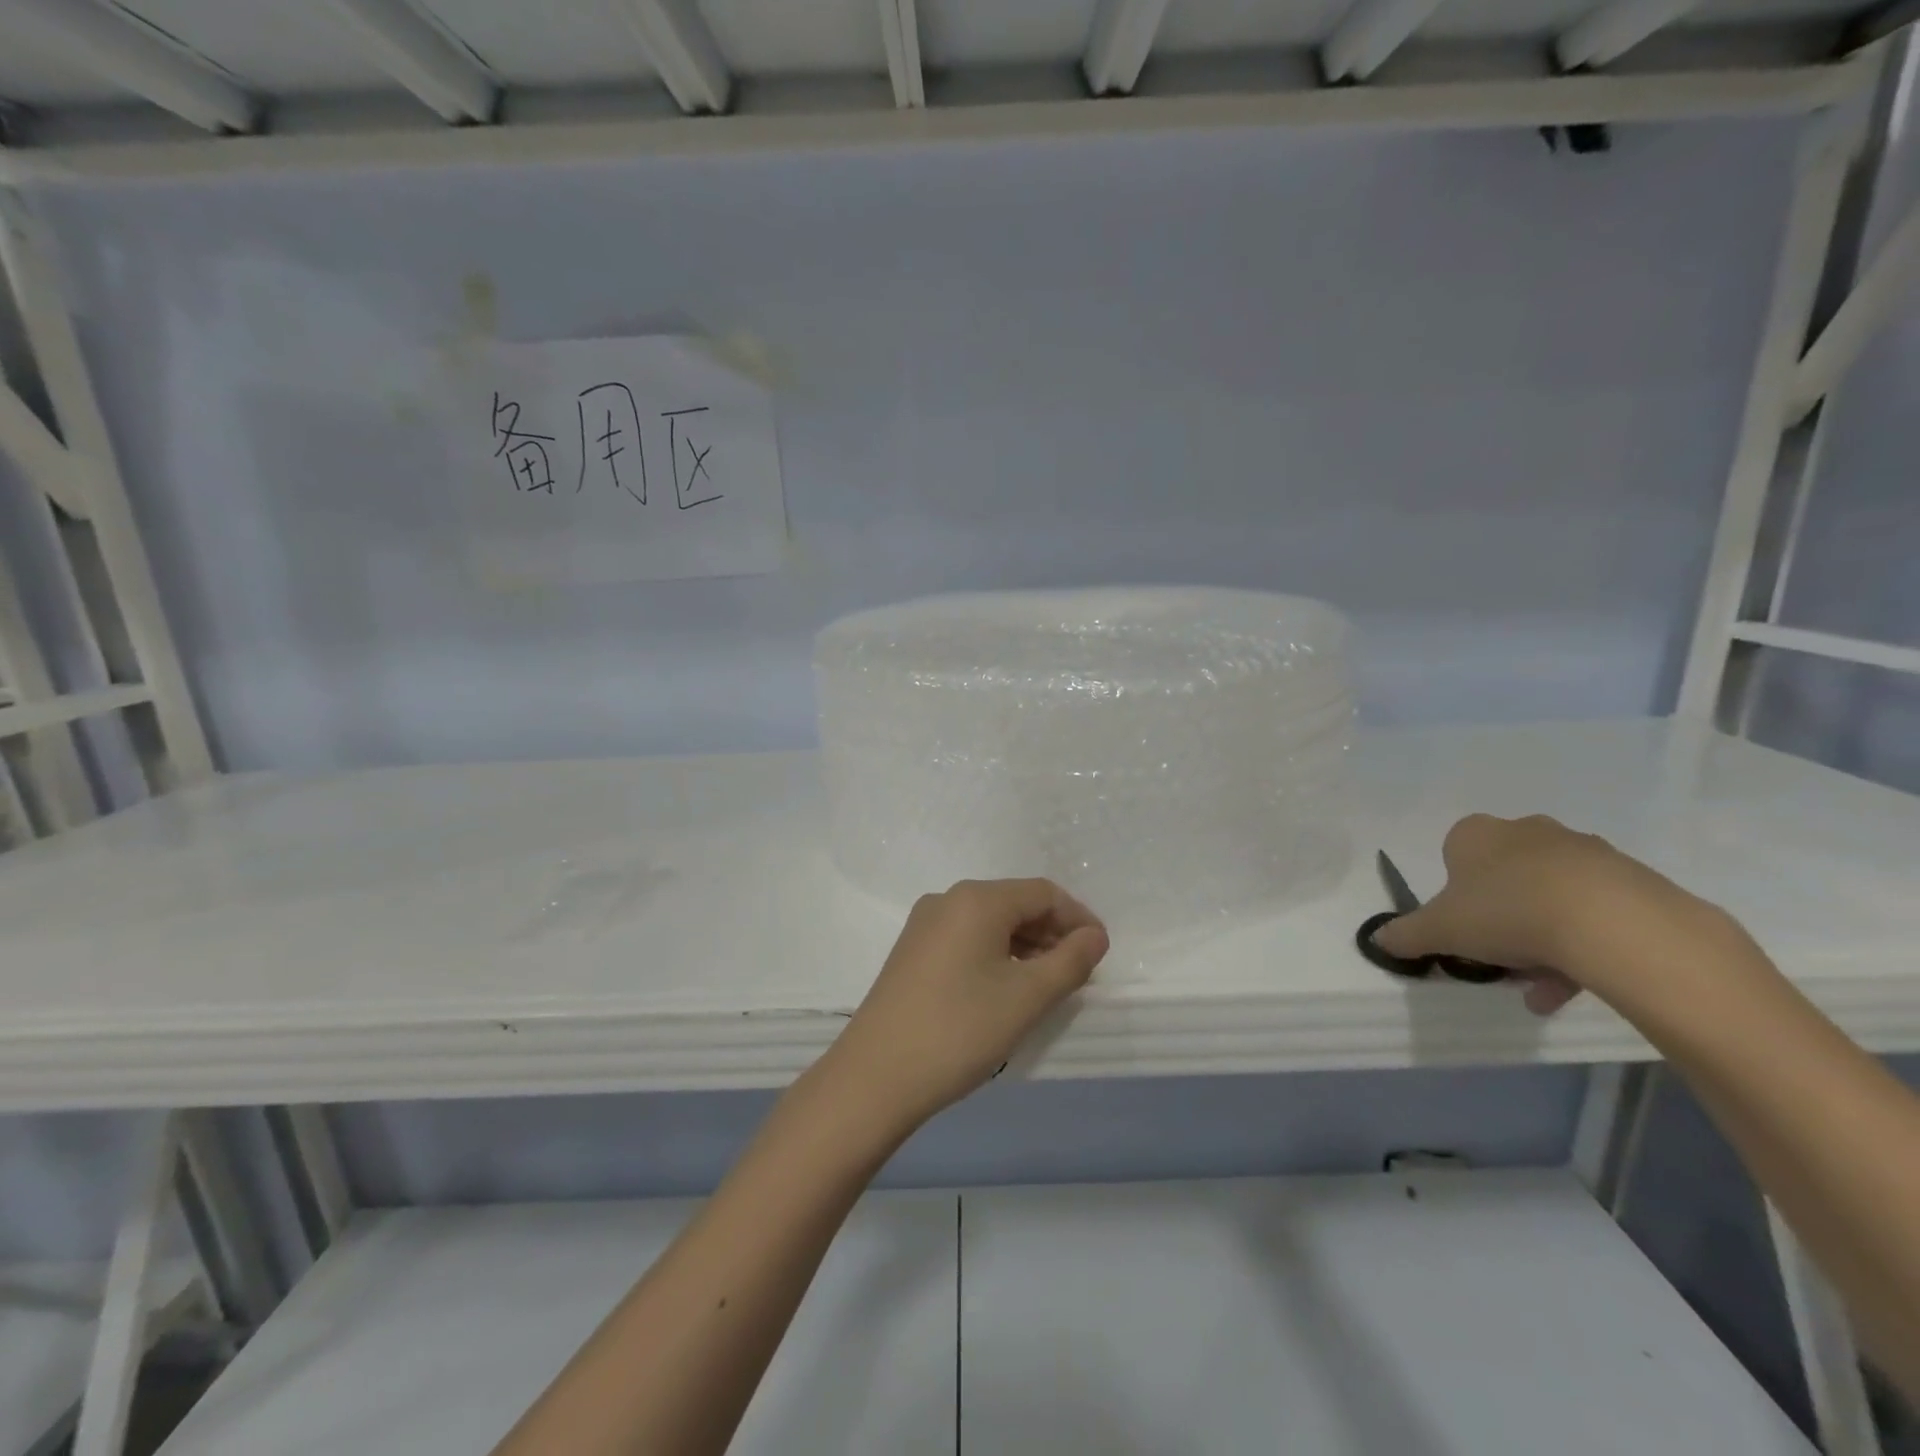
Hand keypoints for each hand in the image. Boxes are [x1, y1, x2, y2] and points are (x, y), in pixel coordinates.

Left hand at [826, 879, 1109, 1129]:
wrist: (875, 1076)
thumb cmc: (959, 1029)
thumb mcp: (1027, 997)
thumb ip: (1070, 961)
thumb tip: (1094, 936)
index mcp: (977, 899)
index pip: (1043, 893)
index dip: (1078, 918)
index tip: (1100, 953)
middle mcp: (948, 900)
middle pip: (1015, 903)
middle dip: (1052, 932)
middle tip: (1079, 972)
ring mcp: (925, 924)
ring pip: (990, 922)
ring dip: (1026, 945)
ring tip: (1048, 984)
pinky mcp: (913, 951)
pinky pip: (967, 938)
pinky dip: (997, 954)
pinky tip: (1007, 988)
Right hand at [1371, 813, 1692, 1014]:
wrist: (1611, 922)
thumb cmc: (1504, 912)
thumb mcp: (1439, 930)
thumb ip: (1406, 934)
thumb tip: (1377, 940)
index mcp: (1476, 834)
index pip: (1455, 855)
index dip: (1456, 893)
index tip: (1464, 926)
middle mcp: (1527, 831)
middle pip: (1506, 876)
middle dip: (1503, 917)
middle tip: (1502, 957)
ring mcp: (1585, 851)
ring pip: (1552, 896)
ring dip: (1543, 938)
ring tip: (1542, 987)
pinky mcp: (1632, 878)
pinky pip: (1596, 911)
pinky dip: (1584, 944)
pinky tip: (1579, 984)